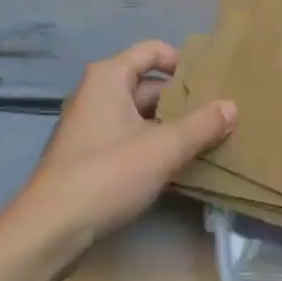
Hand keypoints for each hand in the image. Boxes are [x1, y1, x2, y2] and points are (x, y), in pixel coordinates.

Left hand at [8, 40, 235, 254]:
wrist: (49, 229)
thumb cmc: (106, 174)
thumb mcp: (163, 148)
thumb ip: (201, 126)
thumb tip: (232, 106)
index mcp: (109, 77)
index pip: (153, 51)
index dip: (183, 62)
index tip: (212, 82)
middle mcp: (97, 92)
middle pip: (148, 84)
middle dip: (182, 100)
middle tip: (218, 115)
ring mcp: (90, 125)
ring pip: (140, 115)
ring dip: (169, 126)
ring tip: (206, 140)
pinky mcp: (88, 155)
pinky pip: (128, 137)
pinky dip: (152, 144)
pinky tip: (176, 165)